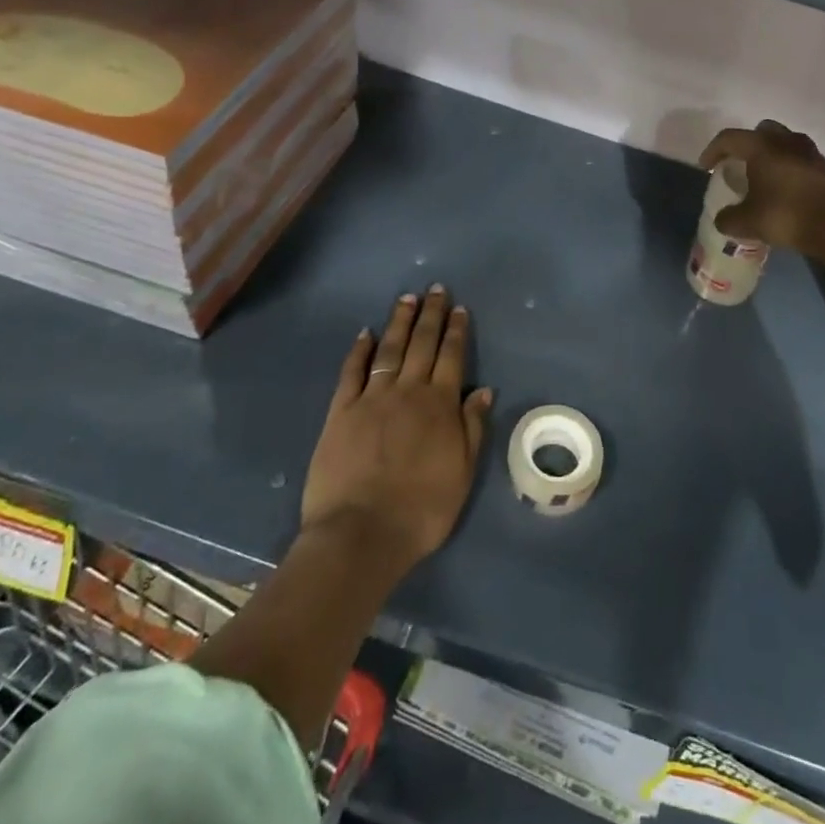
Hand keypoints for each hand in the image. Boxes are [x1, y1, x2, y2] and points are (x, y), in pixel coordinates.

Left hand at [301, 287, 492, 575]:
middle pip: (422, 344)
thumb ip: (472, 428)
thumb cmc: (421, 510)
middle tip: (435, 289)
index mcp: (440, 405)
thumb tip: (483, 390)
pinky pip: (352, 372)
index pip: (451, 357)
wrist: (361, 534)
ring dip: (400, 323)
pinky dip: (360, 350)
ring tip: (406, 299)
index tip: (459, 308)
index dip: (456, 330)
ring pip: (390, 350)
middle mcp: (408, 392)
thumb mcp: (462, 473)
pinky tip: (366, 333)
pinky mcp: (341, 412)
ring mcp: (372, 399)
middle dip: (430, 315)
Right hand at [699, 120, 824, 256]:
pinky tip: (786, 191)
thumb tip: (722, 219)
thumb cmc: (787, 215)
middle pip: (761, 131)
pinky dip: (790, 169)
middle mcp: (786, 141)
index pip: (729, 138)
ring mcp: (811, 153)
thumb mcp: (748, 222)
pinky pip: (801, 160)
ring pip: (785, 143)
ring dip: (772, 156)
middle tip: (739, 165)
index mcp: (762, 147)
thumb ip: (729, 219)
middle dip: (747, 145)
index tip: (706, 167)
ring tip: (764, 178)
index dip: (713, 150)